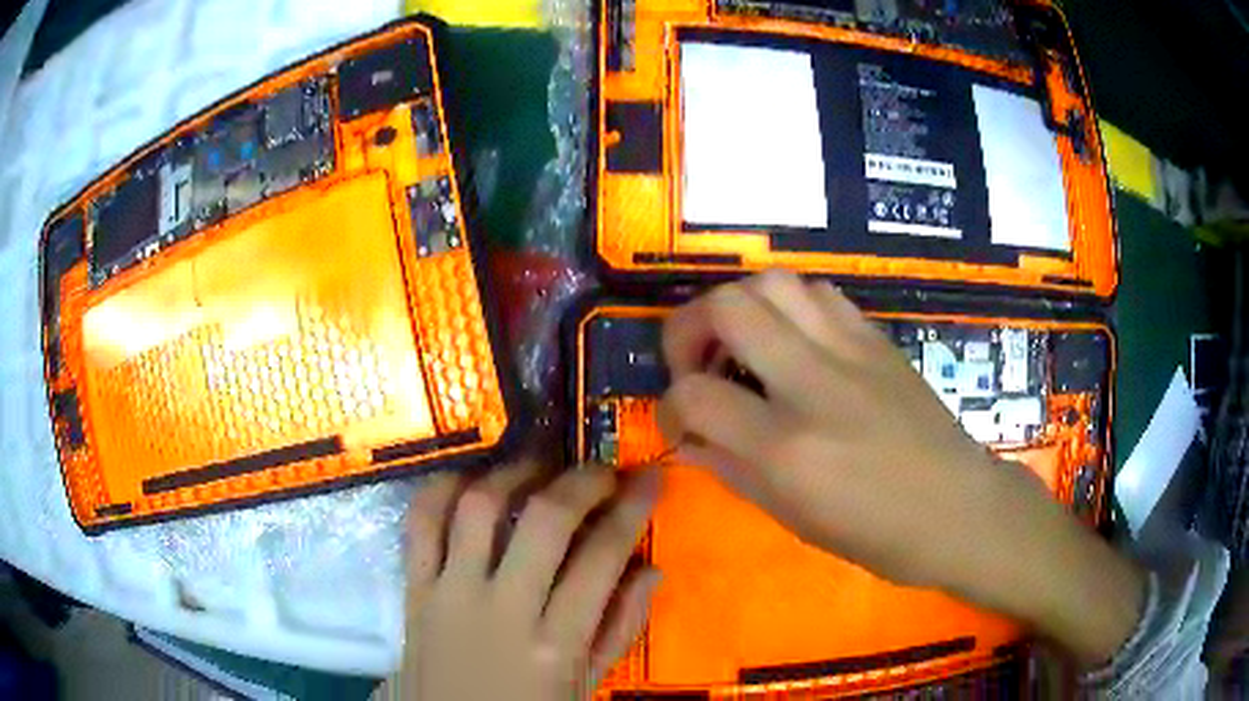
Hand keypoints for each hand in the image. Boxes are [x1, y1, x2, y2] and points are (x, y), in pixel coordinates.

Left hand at [402, 461, 660, 699]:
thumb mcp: (585, 686)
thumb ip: (619, 629)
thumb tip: (650, 569)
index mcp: (555, 644)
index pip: (602, 558)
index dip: (632, 509)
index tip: (648, 478)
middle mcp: (503, 610)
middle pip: (545, 521)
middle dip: (582, 482)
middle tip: (600, 471)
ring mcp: (451, 594)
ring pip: (479, 509)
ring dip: (514, 473)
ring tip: (539, 467)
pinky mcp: (413, 589)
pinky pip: (419, 524)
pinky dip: (441, 489)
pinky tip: (468, 480)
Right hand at [657, 270, 1007, 588]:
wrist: (957, 509)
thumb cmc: (876, 534)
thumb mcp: (792, 518)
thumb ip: (732, 470)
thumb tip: (689, 437)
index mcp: (787, 448)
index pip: (696, 395)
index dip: (669, 406)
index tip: (678, 421)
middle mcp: (813, 385)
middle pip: (728, 306)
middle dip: (689, 326)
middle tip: (695, 360)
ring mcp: (850, 352)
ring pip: (774, 283)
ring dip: (740, 306)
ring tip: (742, 344)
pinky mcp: (877, 339)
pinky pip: (820, 294)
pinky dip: (790, 306)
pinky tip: (794, 340)